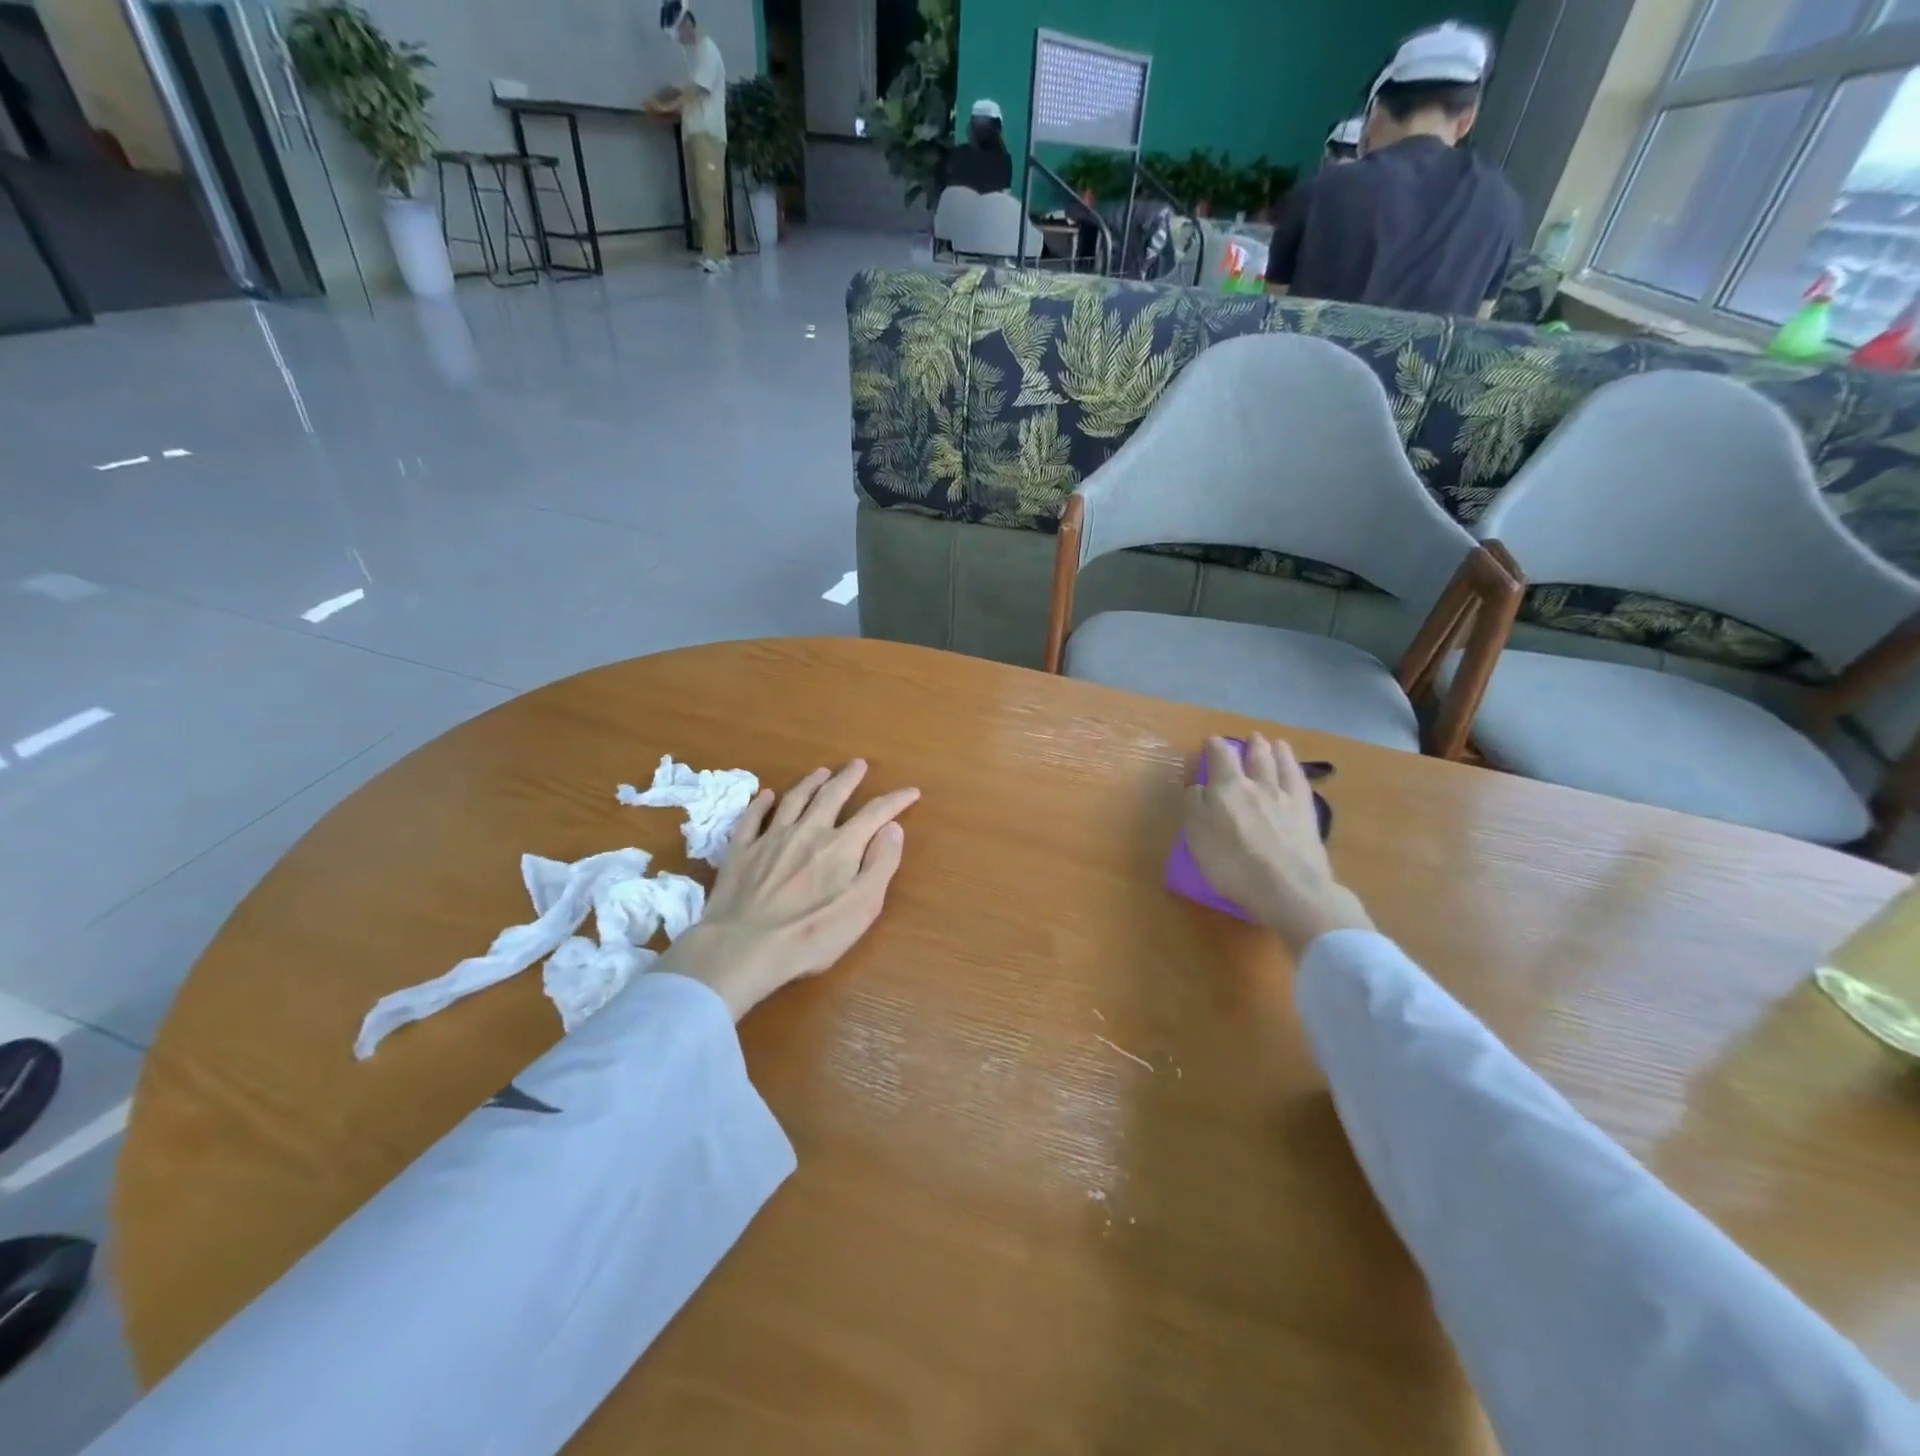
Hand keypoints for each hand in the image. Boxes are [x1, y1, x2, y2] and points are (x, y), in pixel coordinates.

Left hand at [658, 760, 918, 1020]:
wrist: (743, 947)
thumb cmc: (812, 935)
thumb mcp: (862, 906)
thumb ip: (881, 864)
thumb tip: (894, 828)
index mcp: (841, 846)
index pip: (875, 813)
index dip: (895, 800)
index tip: (911, 791)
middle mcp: (807, 831)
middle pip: (831, 795)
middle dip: (848, 778)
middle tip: (858, 764)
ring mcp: (771, 838)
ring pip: (794, 799)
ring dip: (810, 783)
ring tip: (821, 772)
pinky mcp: (741, 851)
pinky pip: (752, 818)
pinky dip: (761, 803)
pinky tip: (765, 795)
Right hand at [1183, 734, 1372, 956]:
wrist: (1286, 888)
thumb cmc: (1232, 866)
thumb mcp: (1197, 836)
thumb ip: (1195, 806)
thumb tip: (1199, 787)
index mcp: (1226, 788)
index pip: (1220, 757)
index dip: (1214, 746)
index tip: (1211, 741)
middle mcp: (1256, 785)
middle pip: (1254, 757)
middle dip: (1250, 745)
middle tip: (1250, 737)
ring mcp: (1285, 797)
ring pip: (1279, 764)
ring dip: (1276, 750)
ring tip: (1275, 743)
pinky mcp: (1307, 813)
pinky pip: (1300, 782)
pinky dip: (1296, 769)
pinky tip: (1295, 768)